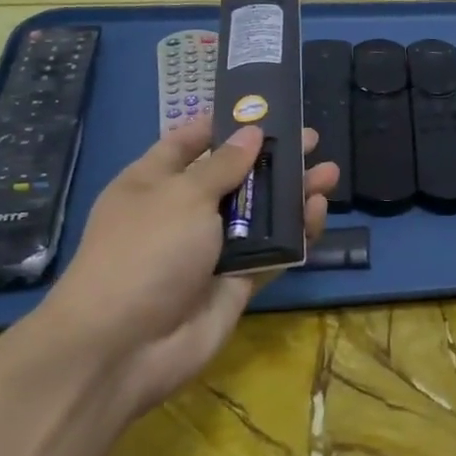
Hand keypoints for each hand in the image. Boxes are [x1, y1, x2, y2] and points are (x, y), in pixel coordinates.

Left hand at [35, 123, 338, 414]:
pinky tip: (318, 213)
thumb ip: (224, 165)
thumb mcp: (183, 196)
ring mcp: (210, 250)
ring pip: (260, 215)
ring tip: (329, 173)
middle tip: (312, 140)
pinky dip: (295, 234)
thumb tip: (252, 133)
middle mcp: (182, 212)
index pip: (187, 143)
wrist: (125, 346)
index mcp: (153, 183)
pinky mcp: (235, 282)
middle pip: (235, 177)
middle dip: (272, 158)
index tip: (259, 109)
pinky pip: (271, 251)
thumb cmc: (145, 251)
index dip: (220, 125)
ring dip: (292, 194)